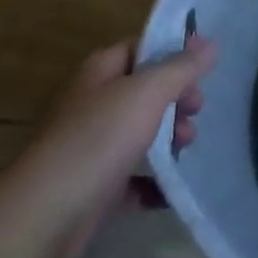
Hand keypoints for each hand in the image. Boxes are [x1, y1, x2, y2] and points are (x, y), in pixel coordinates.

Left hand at [26, 34, 216, 257]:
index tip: (204, 68)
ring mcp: (91, 146)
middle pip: (144, 91)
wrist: (48, 212)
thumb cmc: (100, 138)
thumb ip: (181, 68)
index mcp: (101, 71)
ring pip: (139, 133)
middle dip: (175, 99)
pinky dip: (153, 182)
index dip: (173, 53)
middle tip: (197, 110)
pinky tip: (171, 190)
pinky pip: (131, 178)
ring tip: (186, 146)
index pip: (141, 48)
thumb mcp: (148, 92)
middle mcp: (94, 102)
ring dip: (168, 138)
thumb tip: (209, 44)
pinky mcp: (94, 187)